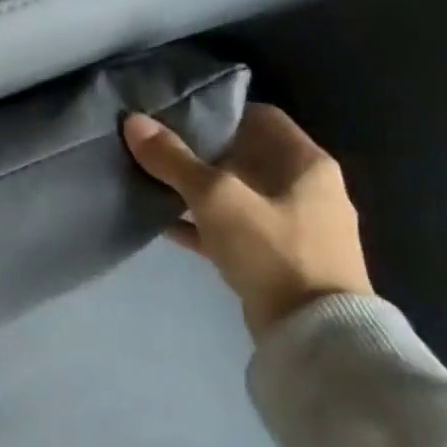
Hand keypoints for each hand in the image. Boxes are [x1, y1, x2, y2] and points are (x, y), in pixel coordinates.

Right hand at [122, 105, 372, 340]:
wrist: (313, 333)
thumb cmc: (271, 249)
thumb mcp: (215, 197)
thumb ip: (173, 159)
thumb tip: (133, 121)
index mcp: (305, 163)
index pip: (260, 117)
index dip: (218, 113)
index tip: (175, 116)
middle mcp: (307, 189)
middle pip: (246, 156)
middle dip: (201, 152)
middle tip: (156, 148)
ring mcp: (295, 227)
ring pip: (238, 195)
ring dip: (199, 190)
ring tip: (154, 183)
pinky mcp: (279, 259)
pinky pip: (234, 230)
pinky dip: (204, 224)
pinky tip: (166, 224)